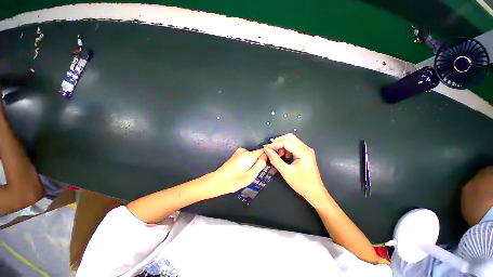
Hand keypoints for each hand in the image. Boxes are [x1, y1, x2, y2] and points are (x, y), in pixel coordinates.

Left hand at [211, 148, 266, 195]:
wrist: (217, 181)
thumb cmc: (234, 181)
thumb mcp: (250, 176)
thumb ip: (260, 165)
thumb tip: (266, 155)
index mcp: (248, 155)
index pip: (263, 151)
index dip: (267, 156)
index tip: (267, 164)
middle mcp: (244, 150)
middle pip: (257, 154)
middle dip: (258, 162)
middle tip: (254, 173)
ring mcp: (239, 152)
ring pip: (252, 156)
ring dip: (252, 163)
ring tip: (247, 173)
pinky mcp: (236, 155)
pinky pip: (247, 157)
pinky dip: (247, 163)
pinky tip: (242, 170)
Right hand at [264, 133, 326, 202]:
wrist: (315, 193)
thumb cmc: (301, 184)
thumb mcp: (286, 172)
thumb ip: (275, 160)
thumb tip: (266, 150)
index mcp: (303, 152)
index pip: (286, 142)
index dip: (274, 144)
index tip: (265, 148)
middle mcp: (306, 148)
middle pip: (290, 137)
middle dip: (278, 141)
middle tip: (271, 149)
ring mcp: (306, 150)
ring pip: (292, 140)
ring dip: (282, 145)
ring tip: (278, 154)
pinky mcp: (305, 153)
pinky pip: (294, 146)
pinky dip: (286, 148)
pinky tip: (284, 156)